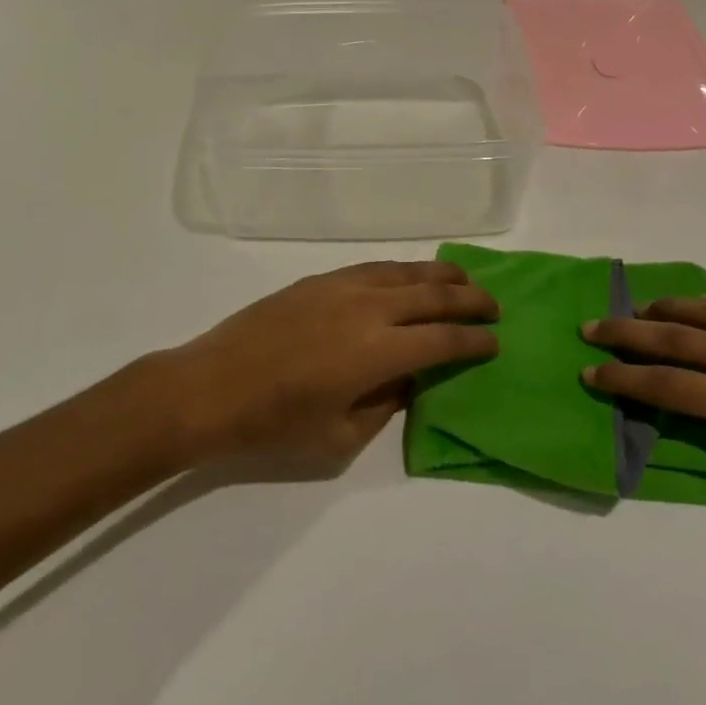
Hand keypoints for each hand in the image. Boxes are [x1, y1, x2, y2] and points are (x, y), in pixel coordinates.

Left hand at [164, 261, 498, 469]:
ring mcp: (343, 287)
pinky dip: (403, 270)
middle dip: (470, 299)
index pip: (443, 339)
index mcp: (378, 353)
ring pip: (406, 272)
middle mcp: (368, 309)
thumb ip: (385, 404)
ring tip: (464, 280)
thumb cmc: (274, 424)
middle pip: (433, 295)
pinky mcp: (320, 280)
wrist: (210, 387)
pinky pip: (375, 267)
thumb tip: (408, 378)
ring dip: (441, 275)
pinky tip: (410, 276)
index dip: (474, 340)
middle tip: (494, 306)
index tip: (495, 341)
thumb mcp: (339, 436)